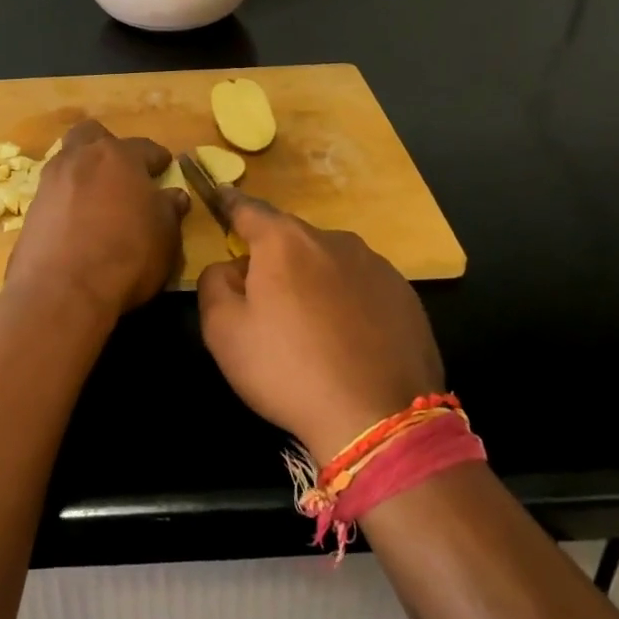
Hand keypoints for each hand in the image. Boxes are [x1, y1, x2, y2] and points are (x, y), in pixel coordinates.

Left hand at [3, 120, 189, 323]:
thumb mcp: (165, 236)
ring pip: (68, 159)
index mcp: (119, 157)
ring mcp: (51, 180)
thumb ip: (169, 211)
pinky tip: (76, 220)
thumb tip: (173, 196)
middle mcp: (81, 158)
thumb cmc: (125, 256)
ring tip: (97, 197)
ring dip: (83, 170)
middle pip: (92, 136)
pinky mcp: (31, 207)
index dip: (157, 158)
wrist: (61, 291)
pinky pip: (54, 191)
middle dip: (108, 147)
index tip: (164, 167)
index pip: (144, 147)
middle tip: (121, 172)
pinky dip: (66, 198)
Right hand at [197, 189, 445, 464]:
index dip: (229, 204)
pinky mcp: (405, 295)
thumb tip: (231, 267)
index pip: (248, 209)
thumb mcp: (223, 331)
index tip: (220, 198)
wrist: (380, 421)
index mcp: (284, 241)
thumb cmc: (289, 370)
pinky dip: (348, 301)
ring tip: (311, 327)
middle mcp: (332, 239)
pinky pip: (362, 286)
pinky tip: (348, 341)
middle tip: (265, 300)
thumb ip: (214, 283)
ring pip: (329, 262)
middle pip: (290, 238)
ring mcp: (375, 265)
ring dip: (313, 280)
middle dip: (273, 258)